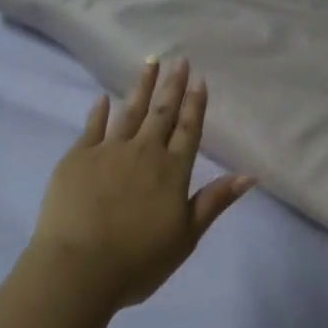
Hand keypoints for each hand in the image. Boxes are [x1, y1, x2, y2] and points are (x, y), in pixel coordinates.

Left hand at [28, 58, 255, 313]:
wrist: (78, 268)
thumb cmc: (138, 260)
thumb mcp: (186, 236)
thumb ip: (214, 201)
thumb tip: (249, 175)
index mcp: (172, 171)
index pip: (188, 130)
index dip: (195, 105)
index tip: (199, 80)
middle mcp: (143, 152)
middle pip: (162, 113)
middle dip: (172, 86)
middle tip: (179, 60)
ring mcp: (108, 151)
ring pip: (129, 112)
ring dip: (141, 87)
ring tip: (150, 63)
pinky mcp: (77, 158)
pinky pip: (92, 127)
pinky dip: (99, 111)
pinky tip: (103, 98)